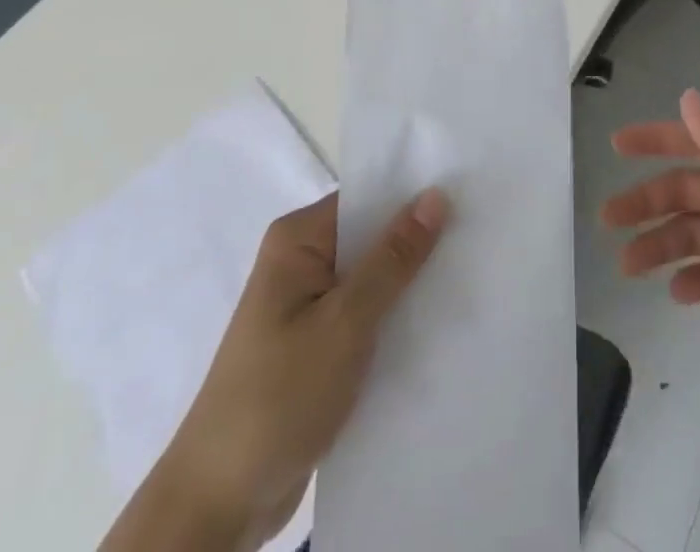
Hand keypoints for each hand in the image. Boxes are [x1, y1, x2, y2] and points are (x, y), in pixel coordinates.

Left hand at [109, 189, 448, 551]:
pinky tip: (439, 325)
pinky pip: (366, 316)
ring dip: (410, 286)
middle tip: (480, 238)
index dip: (415, 197)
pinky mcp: (316, 347)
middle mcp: (301, 262)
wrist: (218, 505)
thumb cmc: (278, 397)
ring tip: (472, 277)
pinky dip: (395, 320)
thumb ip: (393, 258)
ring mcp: (307, 307)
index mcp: (298, 240)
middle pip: (372, 238)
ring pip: (373, 280)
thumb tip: (436, 194)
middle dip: (419, 243)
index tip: (469, 195)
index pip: (368, 198)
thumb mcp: (346, 322)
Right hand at [602, 89, 699, 384]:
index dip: (656, 140)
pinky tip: (676, 293)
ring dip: (663, 246)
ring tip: (628, 265)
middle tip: (608, 219)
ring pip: (697, 236)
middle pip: (688, 193)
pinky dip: (696, 283)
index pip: (697, 143)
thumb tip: (687, 97)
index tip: (617, 146)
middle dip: (648, 202)